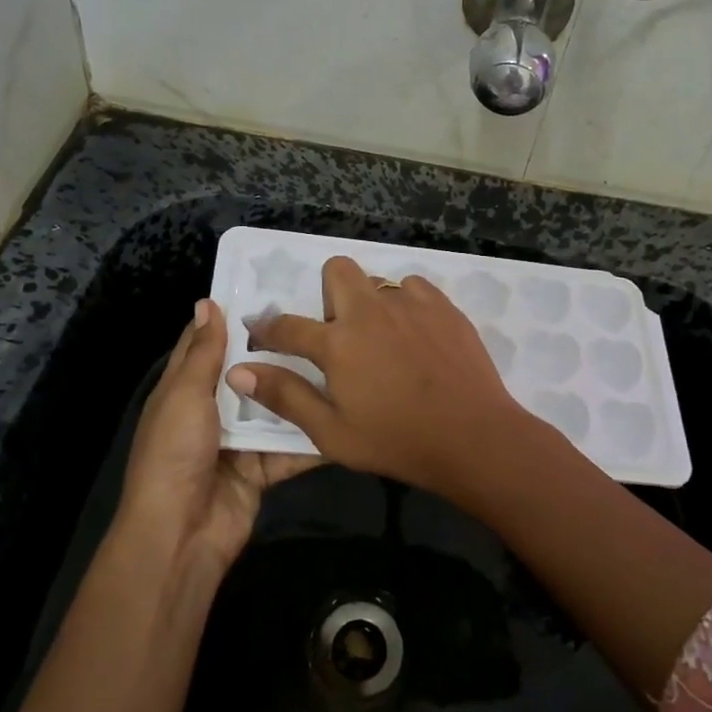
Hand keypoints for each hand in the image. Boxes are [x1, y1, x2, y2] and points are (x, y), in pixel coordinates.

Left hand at [118, 299, 317, 570]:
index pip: (209, 343)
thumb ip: (203, 352)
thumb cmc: (175, 452)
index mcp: (186, 389)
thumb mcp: (184, 394)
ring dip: (301, 390)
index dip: (233, 316)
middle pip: (249, 372)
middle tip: (321, 317)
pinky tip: (346, 413)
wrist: (181, 533)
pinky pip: (291, 447)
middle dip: (278, 350)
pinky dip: (313, 437)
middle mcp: (213, 410)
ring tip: (342, 357)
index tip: (272, 287)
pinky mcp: (263, 468)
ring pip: (275, 407)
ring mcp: (239, 440)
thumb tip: (206, 301)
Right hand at [227, 256, 530, 495]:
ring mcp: (410, 304)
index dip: (267, 330)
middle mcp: (369, 311)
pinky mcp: (443, 306)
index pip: (286, 326)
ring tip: (385, 339)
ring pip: (378, 280)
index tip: (262, 335)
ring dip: (372, 303)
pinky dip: (408, 305)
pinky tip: (417, 336)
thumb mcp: (332, 432)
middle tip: (342, 334)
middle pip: (336, 269)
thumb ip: (285, 396)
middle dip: (329, 293)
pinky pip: (415, 288)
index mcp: (337, 343)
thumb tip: (239, 371)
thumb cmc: (397, 442)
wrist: (473, 437)